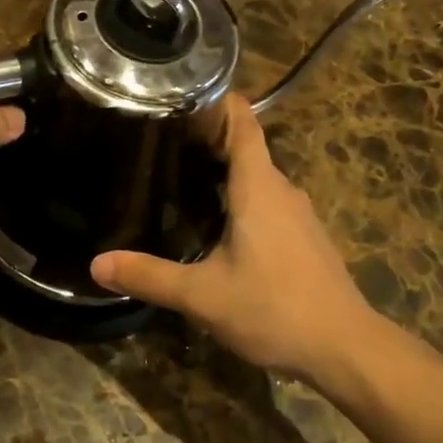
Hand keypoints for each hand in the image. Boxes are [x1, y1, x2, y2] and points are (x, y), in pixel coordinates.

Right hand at [91, 96, 378, 379]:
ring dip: (225, 172)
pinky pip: (269, 202)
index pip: (242, 122)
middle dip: (208, 140)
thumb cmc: (273, 308)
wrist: (345, 348)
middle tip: (163, 142)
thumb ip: (150, 276)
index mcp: (258, 186)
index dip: (218, 102)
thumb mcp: (203, 295)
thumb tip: (96, 264)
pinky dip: (243, 199)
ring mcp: (299, 214)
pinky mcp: (306, 238)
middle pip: (246, 147)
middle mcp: (282, 190)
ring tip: (182, 178)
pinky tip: (219, 225)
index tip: (184, 94)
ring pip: (258, 178)